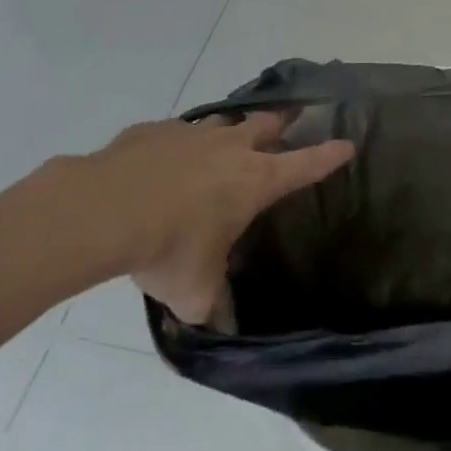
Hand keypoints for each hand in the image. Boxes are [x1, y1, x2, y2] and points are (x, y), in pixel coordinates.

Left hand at [22, 114, 353, 323]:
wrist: (102, 210)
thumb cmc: (166, 249)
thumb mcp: (194, 291)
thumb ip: (214, 306)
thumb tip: (224, 328)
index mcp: (255, 181)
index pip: (306, 164)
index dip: (329, 156)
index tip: (348, 144)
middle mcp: (231, 147)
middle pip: (269, 123)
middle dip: (282, 123)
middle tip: (289, 123)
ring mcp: (192, 133)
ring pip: (224, 122)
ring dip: (230, 131)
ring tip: (224, 145)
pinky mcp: (154, 130)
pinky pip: (176, 132)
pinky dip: (179, 144)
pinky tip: (164, 162)